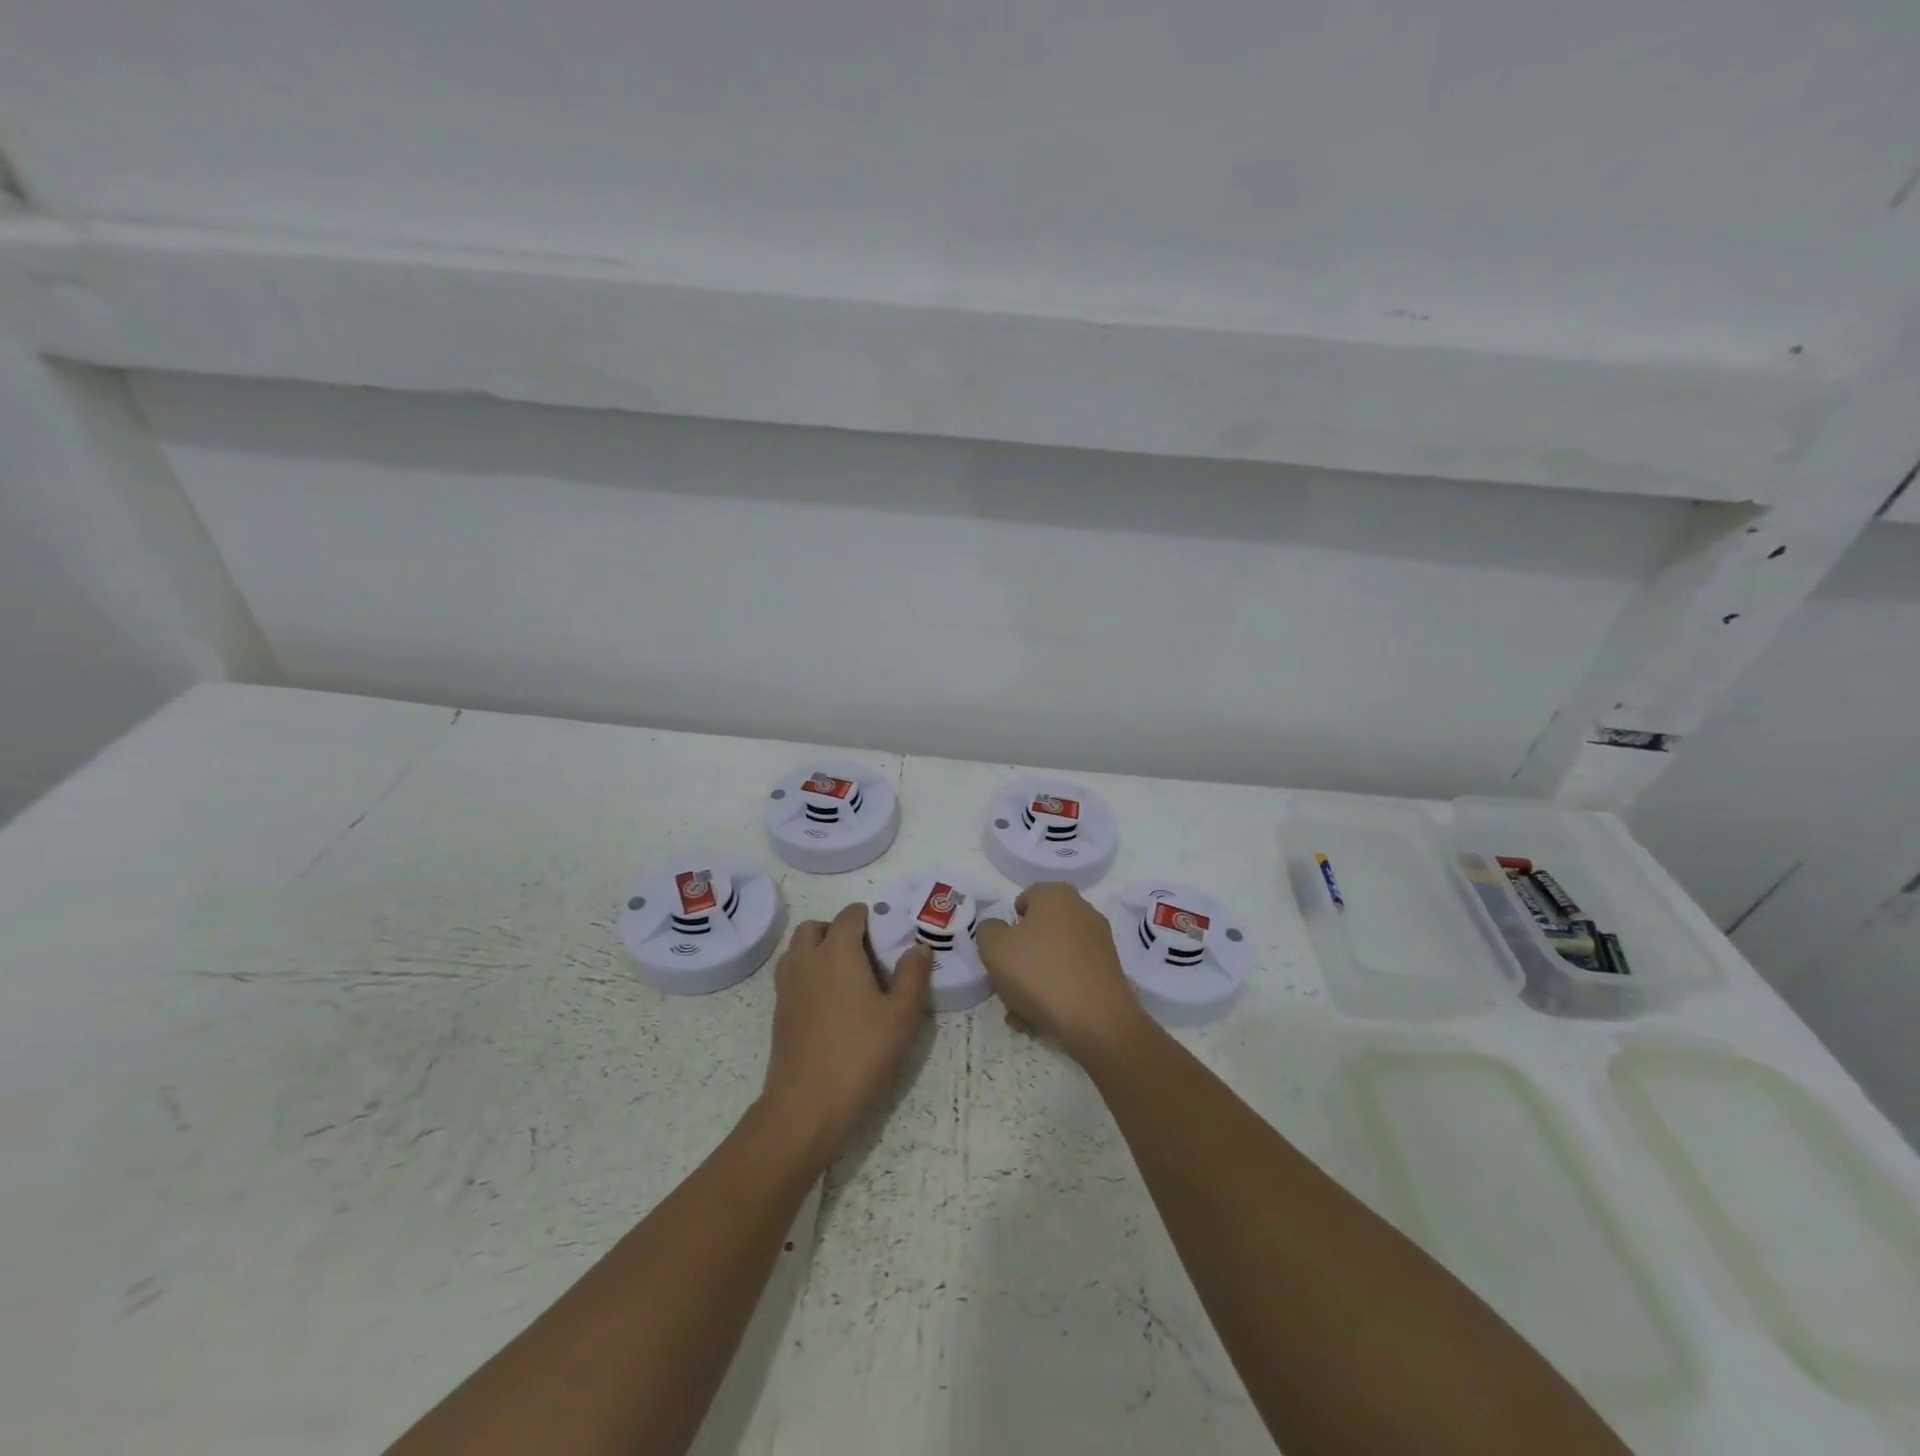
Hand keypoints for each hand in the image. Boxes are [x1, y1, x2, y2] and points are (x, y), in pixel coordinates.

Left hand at [761, 903, 933, 1170]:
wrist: (806, 1104)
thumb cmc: (861, 1053)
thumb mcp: (902, 1016)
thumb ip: (913, 975)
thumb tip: (918, 947)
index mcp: (838, 952)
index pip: (849, 915)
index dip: (867, 917)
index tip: (885, 935)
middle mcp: (807, 960)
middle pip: (815, 926)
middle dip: (837, 929)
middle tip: (863, 953)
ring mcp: (787, 986)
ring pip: (797, 949)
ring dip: (817, 948)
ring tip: (845, 975)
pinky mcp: (779, 1011)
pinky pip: (791, 974)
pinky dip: (807, 973)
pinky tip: (829, 1001)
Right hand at [975, 883, 1150, 1064]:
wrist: (1095, 1019)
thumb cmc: (1039, 972)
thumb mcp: (994, 948)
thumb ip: (988, 930)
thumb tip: (998, 929)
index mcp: (1057, 895)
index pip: (1025, 899)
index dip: (1008, 924)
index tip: (1001, 952)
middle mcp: (1082, 911)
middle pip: (1040, 931)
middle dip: (1021, 958)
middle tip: (1007, 985)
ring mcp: (1099, 942)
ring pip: (1054, 958)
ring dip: (1035, 981)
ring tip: (1021, 1012)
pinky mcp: (1109, 971)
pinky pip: (1072, 976)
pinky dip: (1057, 992)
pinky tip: (1042, 1019)